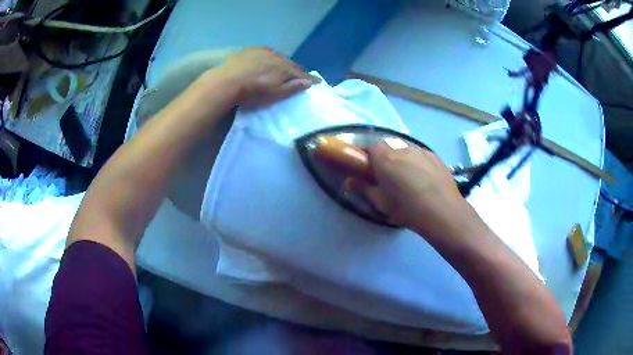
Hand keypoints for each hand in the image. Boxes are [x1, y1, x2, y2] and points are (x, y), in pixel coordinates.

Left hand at [213, 46, 320, 107]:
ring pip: (280, 56)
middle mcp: (278, 57)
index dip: (309, 78)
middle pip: (291, 64)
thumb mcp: (275, 94)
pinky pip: (268, 51)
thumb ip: (293, 87)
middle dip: (296, 70)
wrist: (228, 81)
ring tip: (283, 69)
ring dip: (284, 63)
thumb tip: (310, 82)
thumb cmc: (253, 92)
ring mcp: (265, 51)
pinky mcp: (253, 49)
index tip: (317, 82)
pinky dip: (272, 56)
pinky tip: (268, 60)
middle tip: (299, 77)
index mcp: (285, 69)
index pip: (301, 73)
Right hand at [348, 144, 488, 239]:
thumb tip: (350, 181)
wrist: (443, 211)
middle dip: (388, 162)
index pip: (372, 146)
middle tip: (391, 182)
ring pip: (407, 154)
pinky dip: (419, 166)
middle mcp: (403, 149)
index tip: (371, 171)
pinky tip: (426, 182)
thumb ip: (364, 188)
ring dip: (405, 164)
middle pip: (390, 150)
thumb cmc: (407, 209)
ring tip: (412, 184)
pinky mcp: (436, 157)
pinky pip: (422, 158)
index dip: (370, 157)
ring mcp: (421, 151)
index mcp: (385, 159)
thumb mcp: (381, 203)